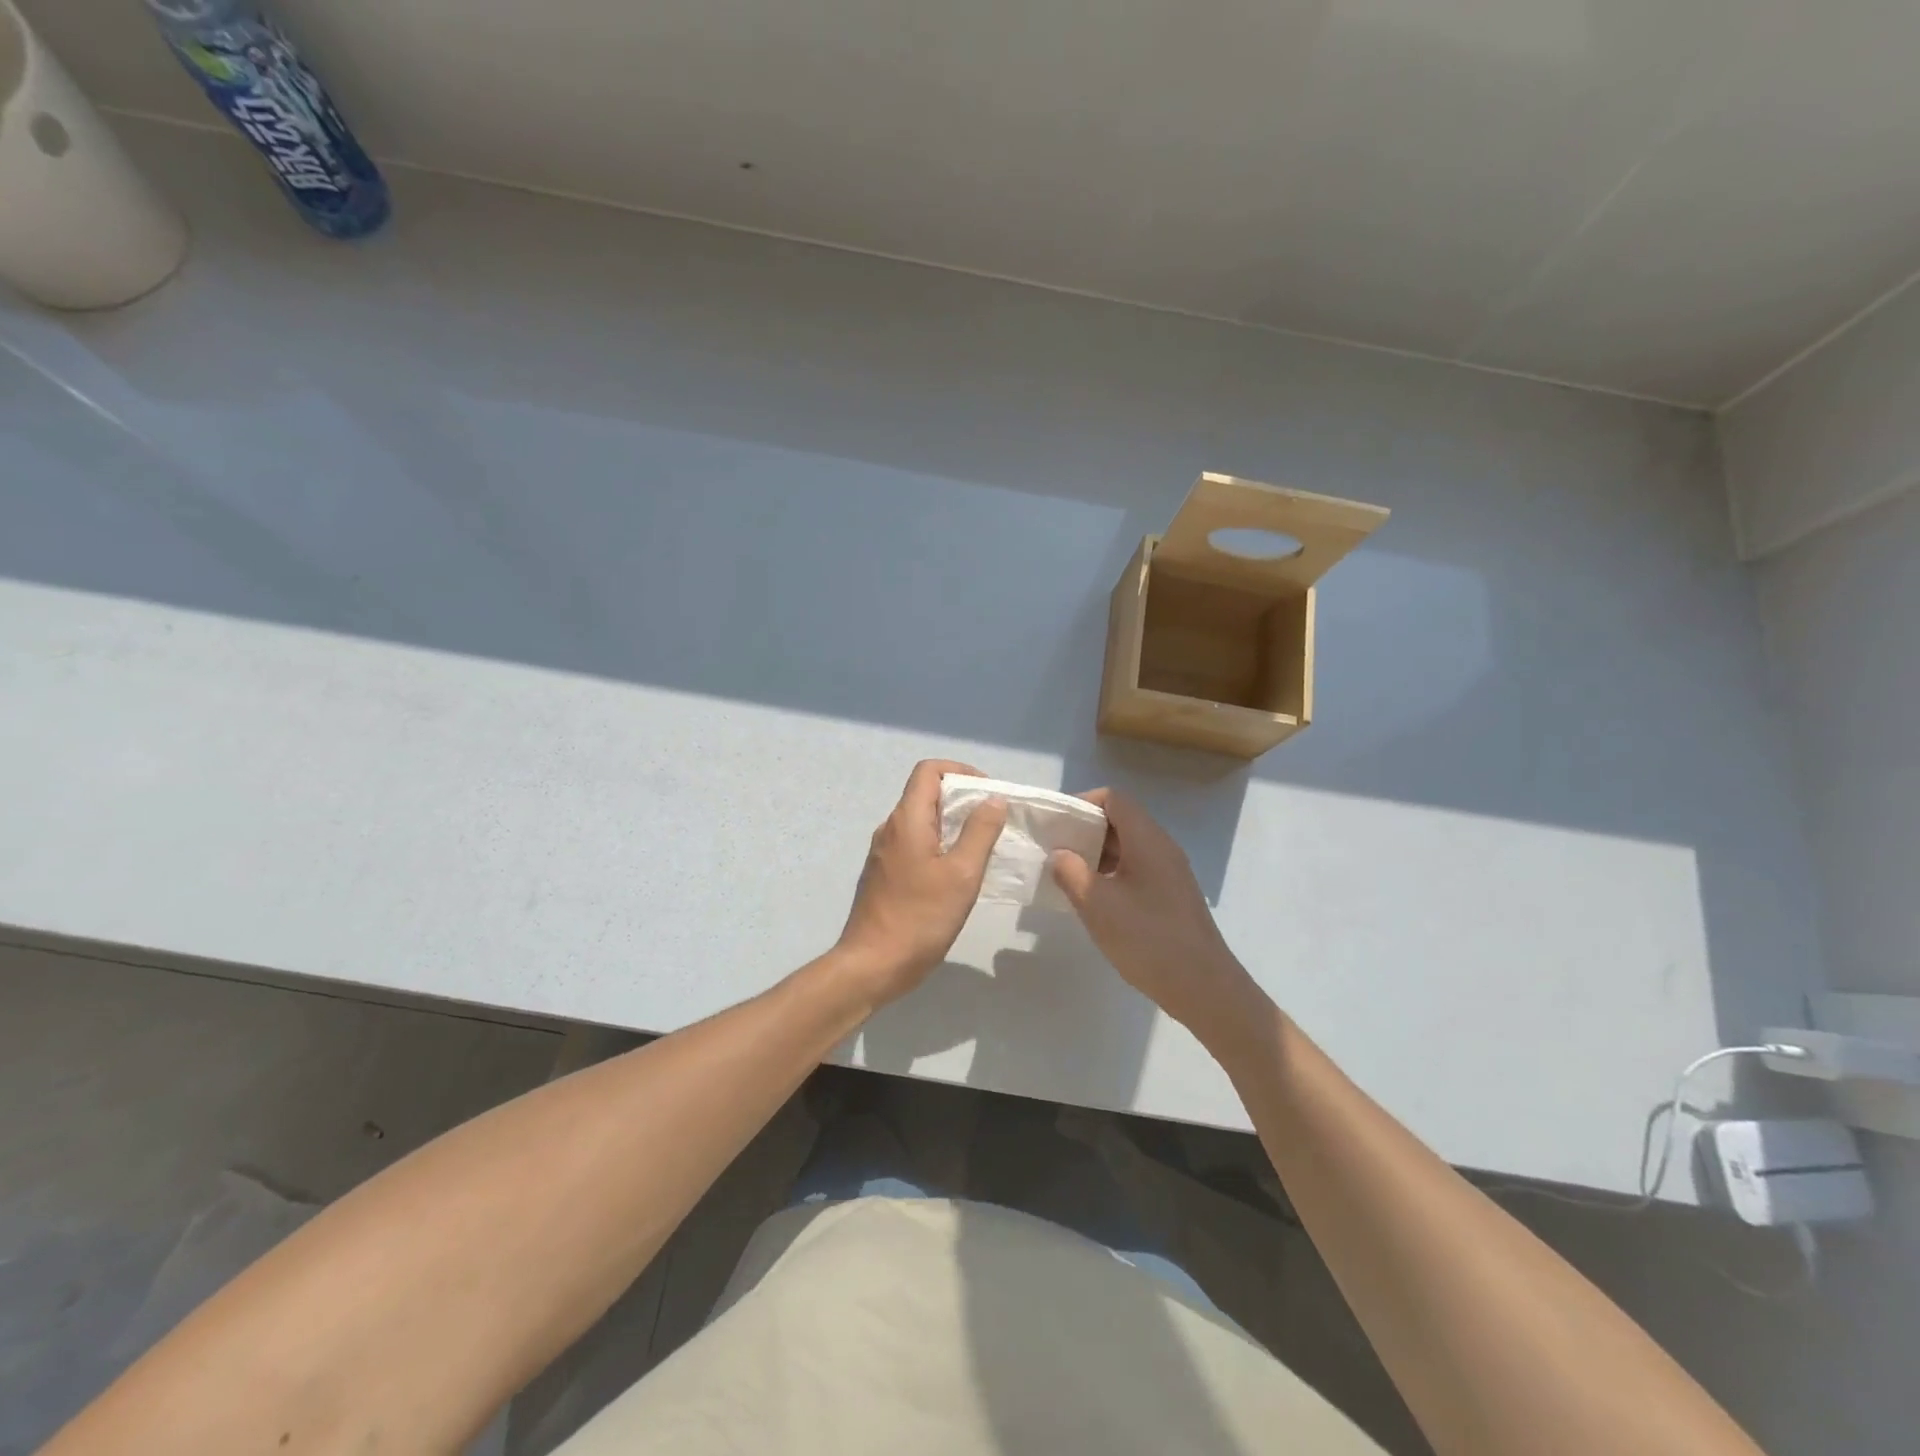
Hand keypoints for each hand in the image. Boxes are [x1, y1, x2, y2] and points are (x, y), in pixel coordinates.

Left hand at [834, 760, 1006, 1007]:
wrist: (872, 965)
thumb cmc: (920, 918)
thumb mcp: (962, 874)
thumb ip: (980, 832)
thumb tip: (993, 800)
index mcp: (906, 820)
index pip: (929, 770)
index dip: (961, 771)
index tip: (988, 794)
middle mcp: (891, 829)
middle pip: (926, 794)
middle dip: (962, 799)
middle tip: (994, 823)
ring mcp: (884, 853)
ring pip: (922, 822)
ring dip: (952, 825)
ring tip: (981, 848)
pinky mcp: (885, 875)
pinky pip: (915, 845)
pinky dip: (939, 846)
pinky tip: (958, 874)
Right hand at [1049, 787, 1267, 1051]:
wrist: (1203, 987)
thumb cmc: (1147, 938)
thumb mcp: (1097, 904)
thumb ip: (1070, 872)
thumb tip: (1060, 854)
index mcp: (1147, 839)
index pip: (1113, 799)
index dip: (1082, 803)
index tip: (1055, 824)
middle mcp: (1162, 847)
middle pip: (1121, 820)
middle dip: (1085, 830)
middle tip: (1055, 850)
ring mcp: (1171, 872)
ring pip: (1129, 846)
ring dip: (1097, 854)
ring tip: (1068, 876)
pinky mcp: (1172, 895)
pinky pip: (1137, 869)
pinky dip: (1112, 873)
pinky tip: (1095, 900)